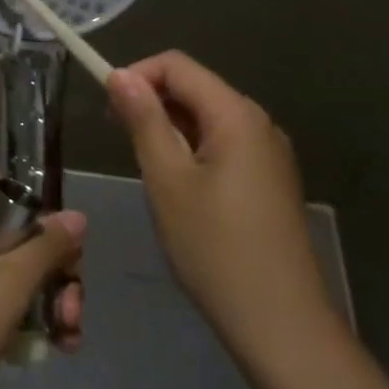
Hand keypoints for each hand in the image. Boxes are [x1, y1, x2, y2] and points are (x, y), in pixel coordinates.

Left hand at [0, 151, 85, 388]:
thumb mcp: (10, 283)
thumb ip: (47, 246)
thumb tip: (76, 215)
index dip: (29, 173)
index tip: (63, 206)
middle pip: (18, 223)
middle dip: (55, 258)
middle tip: (73, 295)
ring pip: (15, 263)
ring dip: (49, 293)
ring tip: (69, 334)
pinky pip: (1, 293)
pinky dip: (28, 312)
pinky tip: (56, 345)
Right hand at [107, 52, 336, 361]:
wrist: (280, 323)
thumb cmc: (214, 247)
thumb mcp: (167, 180)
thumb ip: (144, 121)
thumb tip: (121, 75)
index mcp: (236, 115)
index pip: (177, 65)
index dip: (137, 75)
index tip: (107, 108)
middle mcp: (258, 123)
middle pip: (195, 88)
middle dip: (151, 101)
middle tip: (117, 137)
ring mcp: (269, 153)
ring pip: (207, 118)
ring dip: (169, 127)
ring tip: (144, 165)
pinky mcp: (269, 181)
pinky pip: (223, 145)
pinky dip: (192, 149)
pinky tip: (177, 186)